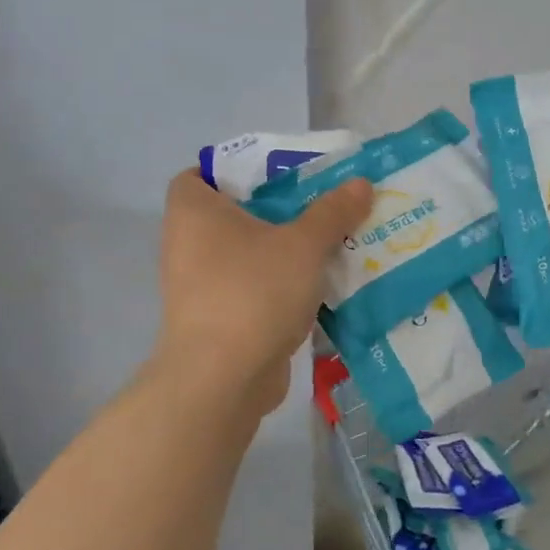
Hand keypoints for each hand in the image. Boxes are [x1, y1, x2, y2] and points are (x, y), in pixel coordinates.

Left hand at [153, 169, 373, 419]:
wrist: (223, 380)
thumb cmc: (254, 292)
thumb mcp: (303, 244)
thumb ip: (333, 211)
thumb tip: (360, 183)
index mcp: (194, 211)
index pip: (202, 172)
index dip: (238, 169)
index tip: (282, 176)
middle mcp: (189, 243)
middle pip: (237, 213)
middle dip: (281, 210)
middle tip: (325, 204)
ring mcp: (202, 284)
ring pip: (251, 253)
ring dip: (288, 249)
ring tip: (335, 241)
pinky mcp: (220, 318)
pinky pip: (256, 286)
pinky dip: (283, 284)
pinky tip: (324, 284)